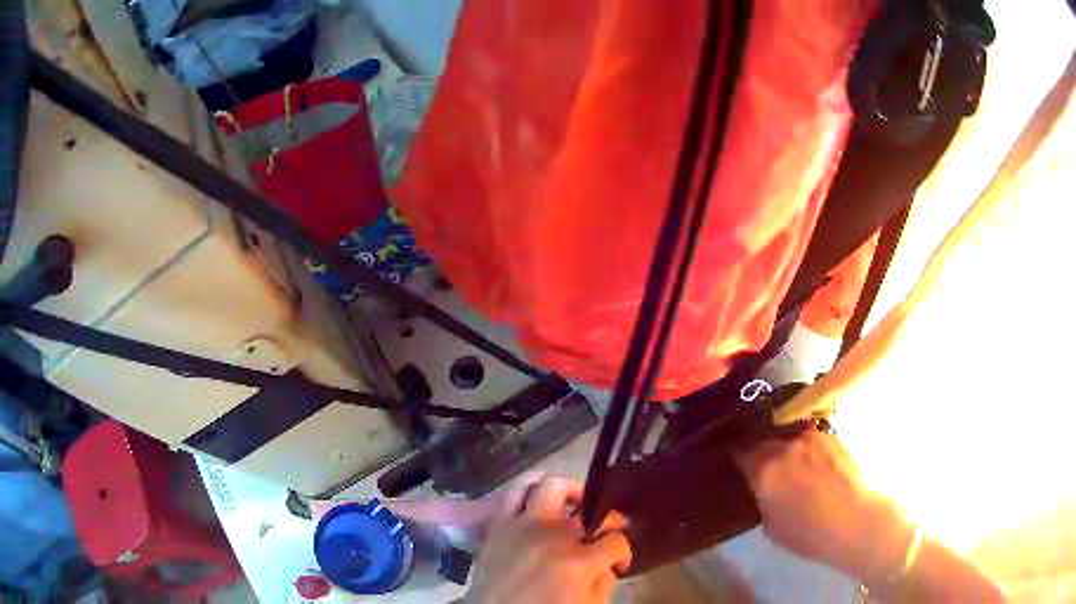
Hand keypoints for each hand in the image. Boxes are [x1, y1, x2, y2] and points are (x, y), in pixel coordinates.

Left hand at [465, 476, 631, 603]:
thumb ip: (604, 582)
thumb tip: (608, 562)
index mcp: (577, 563)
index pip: (615, 541)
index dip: (623, 552)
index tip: (617, 561)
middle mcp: (552, 536)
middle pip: (591, 511)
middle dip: (609, 520)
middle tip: (606, 531)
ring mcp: (523, 525)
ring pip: (552, 486)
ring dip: (570, 492)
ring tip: (575, 504)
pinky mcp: (498, 523)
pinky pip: (513, 493)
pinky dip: (531, 489)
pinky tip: (540, 500)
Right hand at [734, 429, 913, 586]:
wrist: (853, 519)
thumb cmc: (807, 532)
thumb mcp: (770, 523)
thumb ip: (762, 496)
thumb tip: (762, 485)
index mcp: (764, 467)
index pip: (739, 451)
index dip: (736, 458)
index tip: (735, 465)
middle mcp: (785, 444)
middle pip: (763, 439)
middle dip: (760, 451)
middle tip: (762, 466)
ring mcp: (810, 436)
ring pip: (787, 436)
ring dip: (784, 447)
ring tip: (789, 464)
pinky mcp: (831, 435)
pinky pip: (808, 438)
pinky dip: (804, 448)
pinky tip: (811, 465)